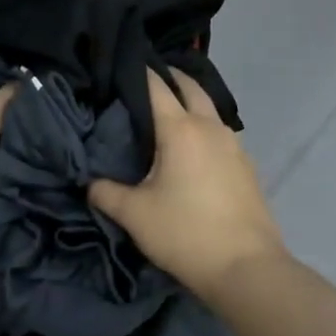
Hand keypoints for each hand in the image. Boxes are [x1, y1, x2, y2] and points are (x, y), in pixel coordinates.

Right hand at [90, 69, 288, 302]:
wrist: (247, 269)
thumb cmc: (184, 233)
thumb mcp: (133, 214)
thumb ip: (104, 192)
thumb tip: (88, 181)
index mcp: (180, 130)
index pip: (156, 87)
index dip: (138, 72)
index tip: (120, 66)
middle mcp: (210, 128)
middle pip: (190, 87)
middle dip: (169, 77)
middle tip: (145, 80)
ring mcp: (235, 146)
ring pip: (210, 109)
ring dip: (190, 101)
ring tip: (167, 112)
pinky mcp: (247, 167)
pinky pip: (221, 133)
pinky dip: (204, 127)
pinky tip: (192, 148)